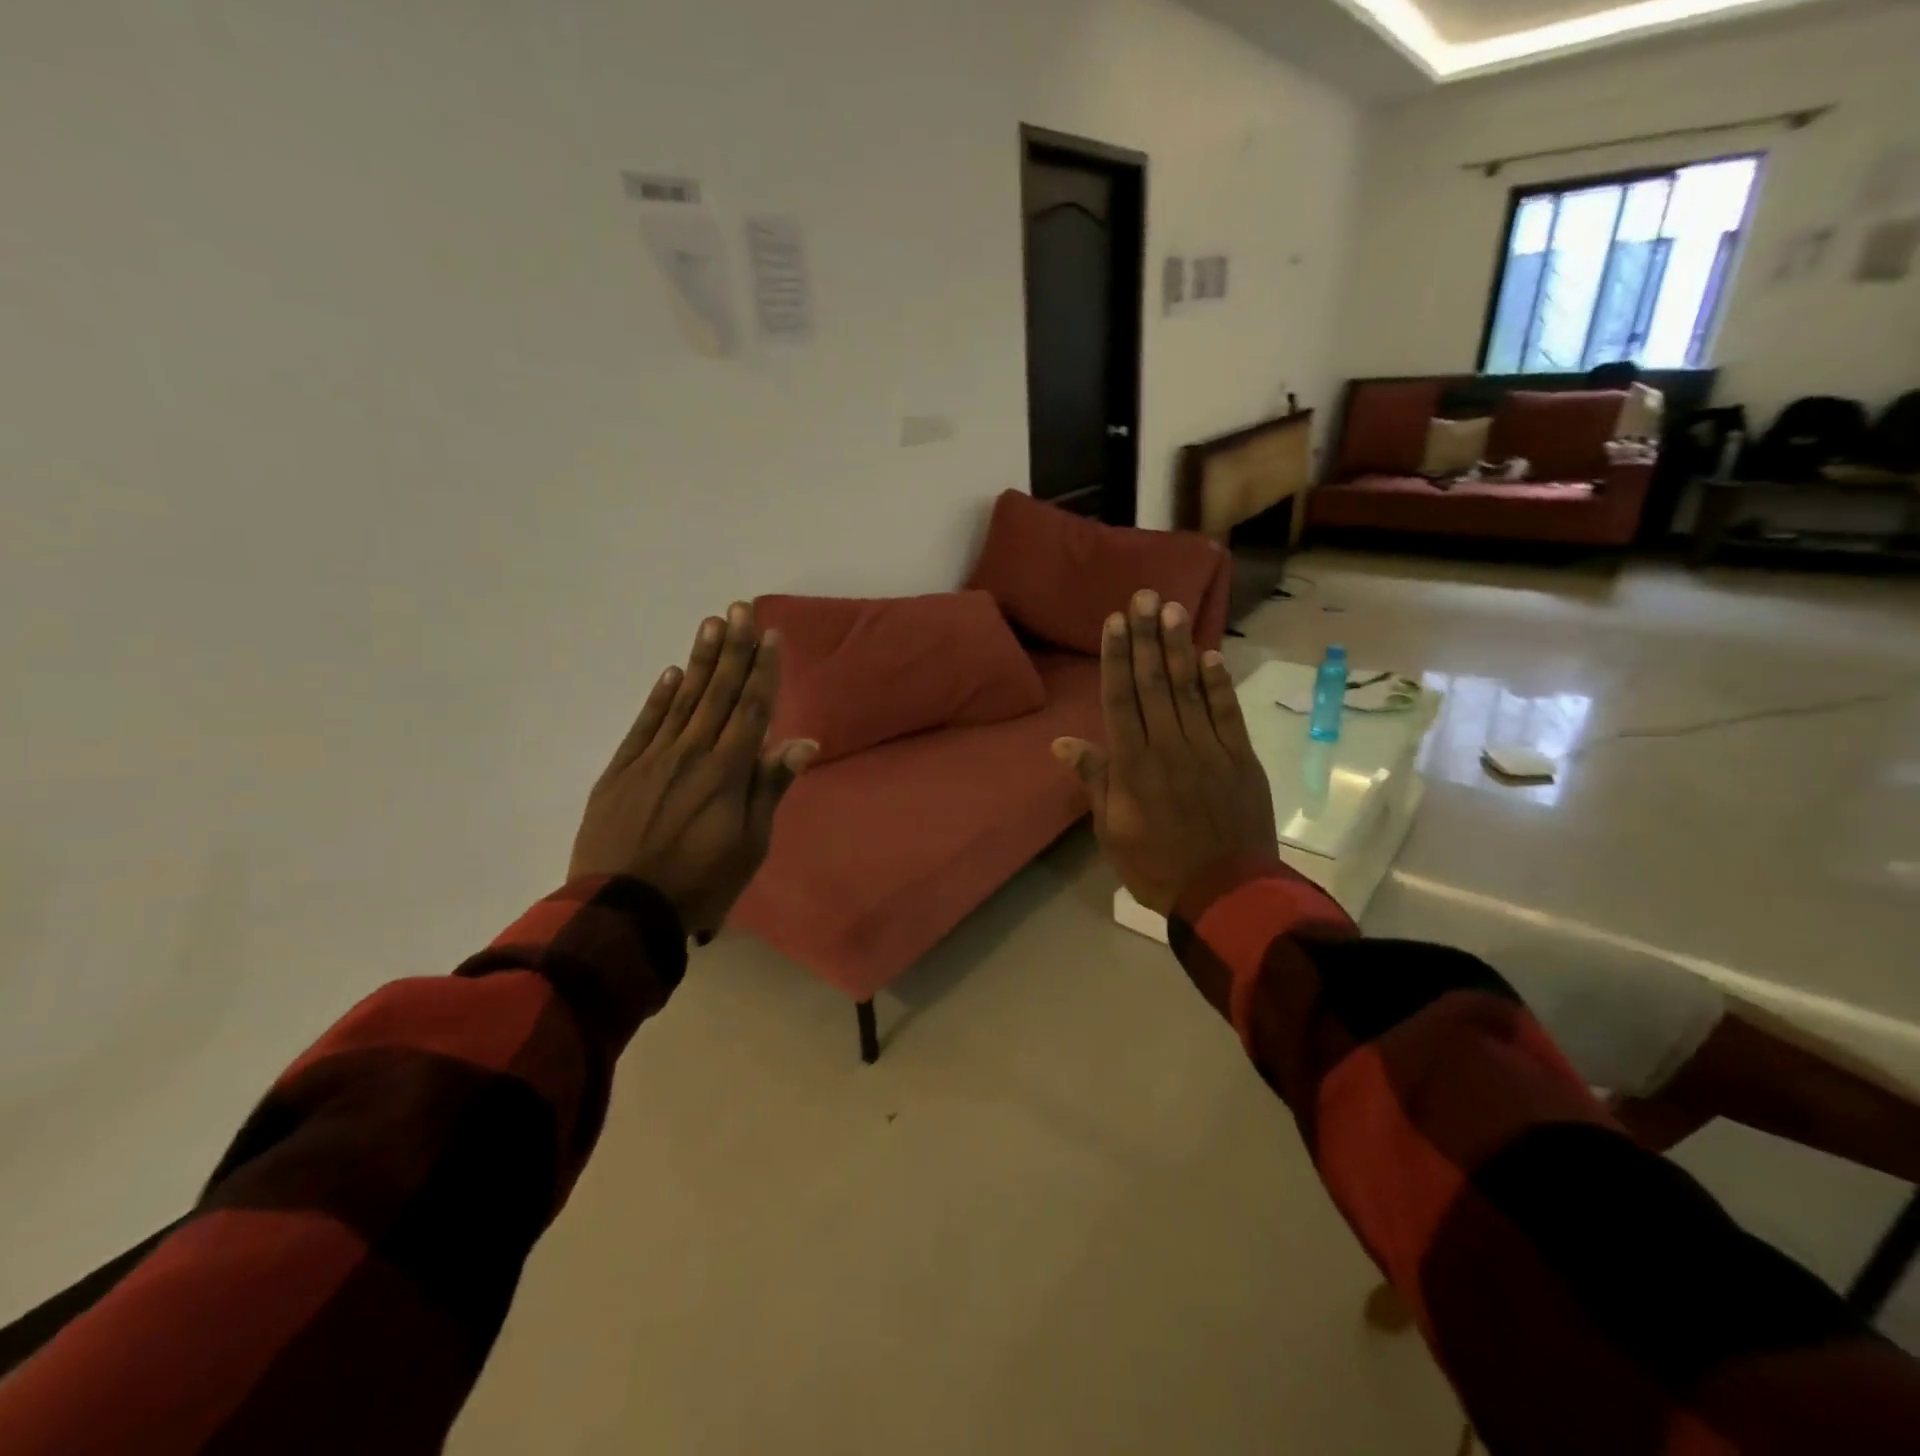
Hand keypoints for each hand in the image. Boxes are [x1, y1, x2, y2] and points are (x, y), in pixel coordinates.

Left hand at [570, 602, 816, 938]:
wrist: (620, 909)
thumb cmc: (699, 883)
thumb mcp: (750, 846)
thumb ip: (770, 788)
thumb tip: (803, 742)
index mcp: (727, 772)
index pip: (751, 709)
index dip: (763, 671)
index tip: (771, 636)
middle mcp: (692, 753)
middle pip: (718, 693)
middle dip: (733, 649)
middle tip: (740, 608)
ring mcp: (653, 758)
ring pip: (682, 699)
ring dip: (699, 660)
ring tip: (711, 624)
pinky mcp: (622, 770)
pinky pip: (644, 724)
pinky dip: (659, 696)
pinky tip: (671, 673)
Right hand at [1052, 590, 1276, 915]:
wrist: (1227, 894)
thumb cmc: (1157, 866)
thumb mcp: (1111, 831)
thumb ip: (1094, 780)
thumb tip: (1062, 742)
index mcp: (1134, 766)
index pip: (1120, 700)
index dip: (1116, 658)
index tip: (1115, 621)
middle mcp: (1169, 747)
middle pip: (1154, 684)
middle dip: (1147, 638)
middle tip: (1145, 597)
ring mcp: (1209, 750)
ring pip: (1190, 690)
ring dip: (1179, 649)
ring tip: (1173, 610)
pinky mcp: (1241, 759)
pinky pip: (1228, 714)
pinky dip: (1219, 684)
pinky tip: (1211, 655)